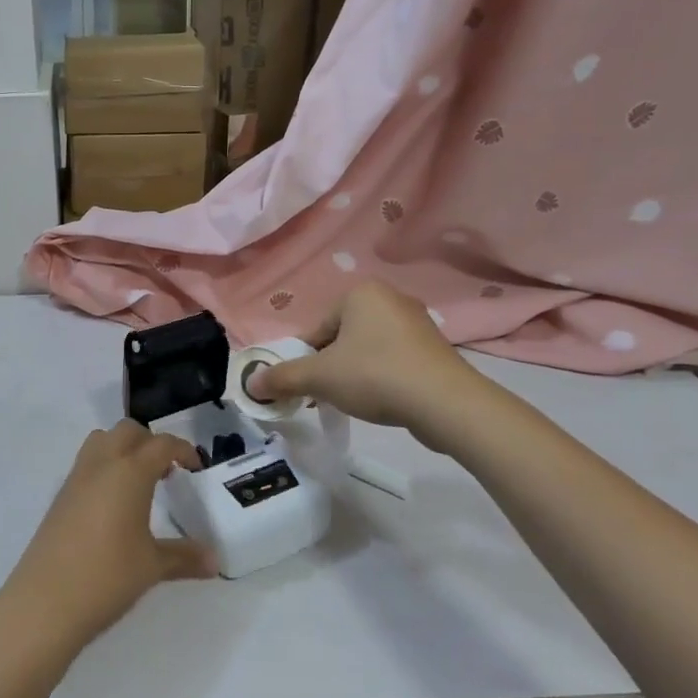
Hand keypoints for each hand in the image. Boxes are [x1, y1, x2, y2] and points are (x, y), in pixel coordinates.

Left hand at [0, 422, 215, 656]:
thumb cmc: (107, 576)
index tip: (195, 468)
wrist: (45, 601)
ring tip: (139, 482)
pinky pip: (86, 463)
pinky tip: (113, 504)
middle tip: (166, 472)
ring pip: (102, 440)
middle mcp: (102, 464)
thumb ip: (185, 557)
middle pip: (128, 431)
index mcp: (130, 472)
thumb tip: (216, 560)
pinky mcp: (60, 496)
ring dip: (123, 448)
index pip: (161, 444)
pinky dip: (104, 467)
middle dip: (150, 442)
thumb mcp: (152, 566)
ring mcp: (76, 478)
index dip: (182, 450)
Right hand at [249, 281, 475, 437]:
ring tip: (356, 402)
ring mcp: (416, 323)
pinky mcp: (434, 349)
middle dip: (330, 367)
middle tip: (328, 396)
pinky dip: (381, 378)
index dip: (306, 360)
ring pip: (367, 350)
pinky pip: (393, 360)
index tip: (308, 387)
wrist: (447, 403)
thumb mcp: (320, 377)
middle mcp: (389, 298)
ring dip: (354, 374)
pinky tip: (383, 401)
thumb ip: (283, 378)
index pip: (316, 329)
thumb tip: (250, 384)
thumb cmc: (376, 376)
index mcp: (360, 293)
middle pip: (341, 338)